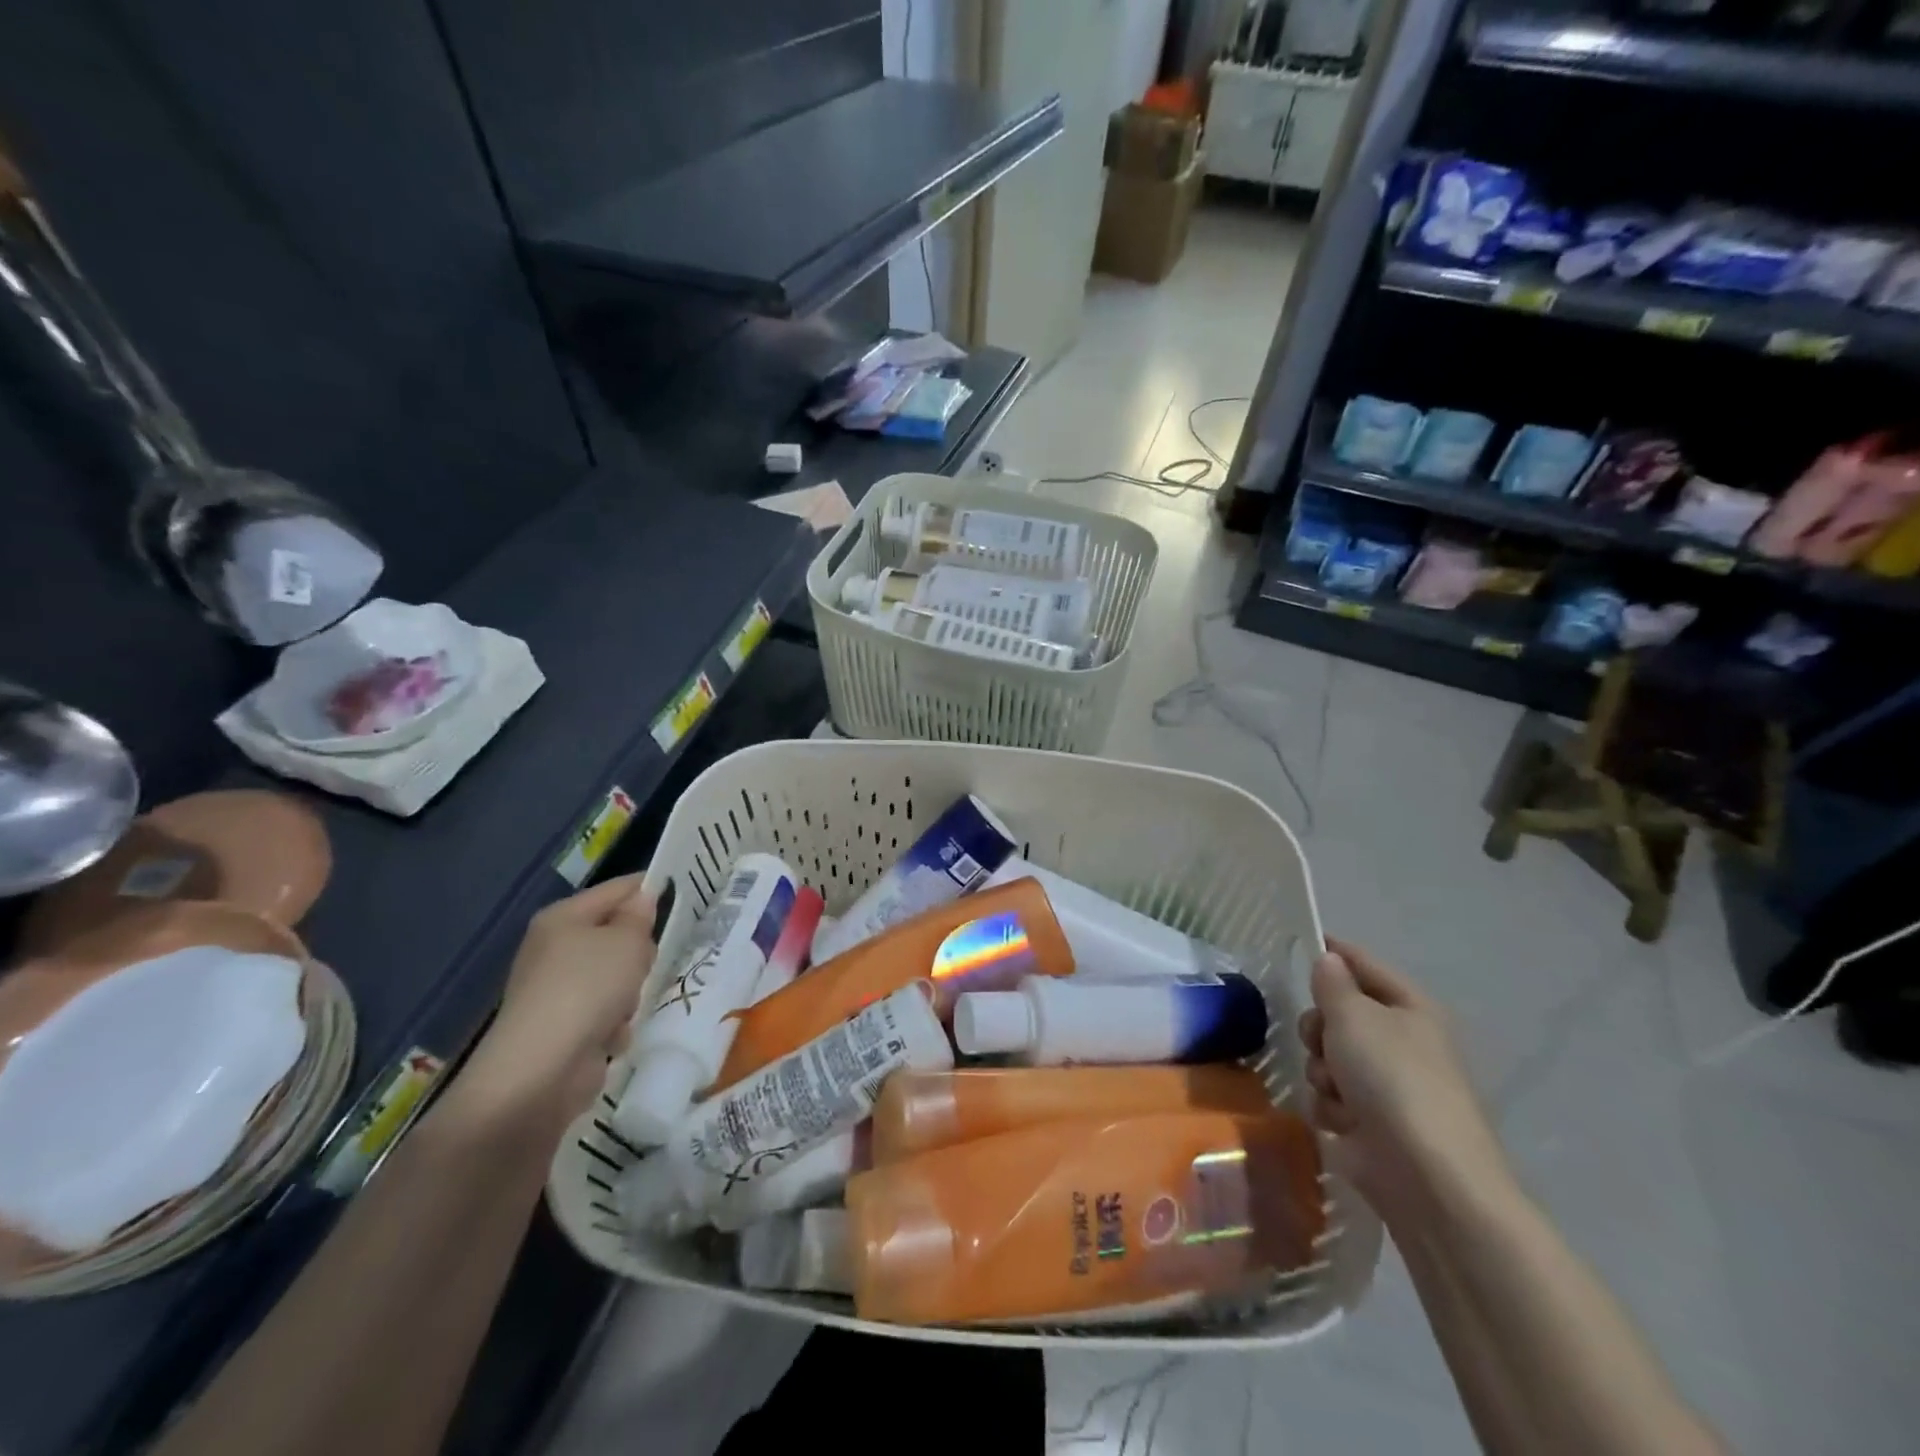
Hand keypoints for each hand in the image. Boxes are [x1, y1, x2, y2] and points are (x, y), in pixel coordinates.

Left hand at [453, 874, 660, 1135]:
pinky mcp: (562, 1027)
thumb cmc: (587, 990)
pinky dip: (614, 1025)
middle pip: (616, 935)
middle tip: (647, 963)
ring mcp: (556, 990)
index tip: (687, 896)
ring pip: (616, 977)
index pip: (617, 889)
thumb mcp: (626, 943)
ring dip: (629, 994)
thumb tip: (642, 900)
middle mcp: (554, 949)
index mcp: (562, 918)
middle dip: (638, 952)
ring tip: (625, 1008)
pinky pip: (605, 1013)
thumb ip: (639, 917)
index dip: (650, 890)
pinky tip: (611, 1038)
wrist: (540, 1072)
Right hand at [1297, 938, 1507, 1220]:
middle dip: (1320, 1027)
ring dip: (1323, 1071)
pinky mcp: (1371, 1125)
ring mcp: (1387, 1086)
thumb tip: (1329, 960)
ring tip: (1336, 1090)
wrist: (1425, 1176)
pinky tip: (1342, 1122)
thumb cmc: (1393, 1079)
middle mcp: (1402, 1043)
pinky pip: (1331, 1098)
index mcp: (1411, 1009)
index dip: (1333, 953)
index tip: (1301, 945)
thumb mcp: (1354, 1016)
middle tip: (1319, 1039)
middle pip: (1340, 1014)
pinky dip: (1330, 1107)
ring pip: (1329, 1058)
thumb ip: (1333, 984)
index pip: (1364, 964)